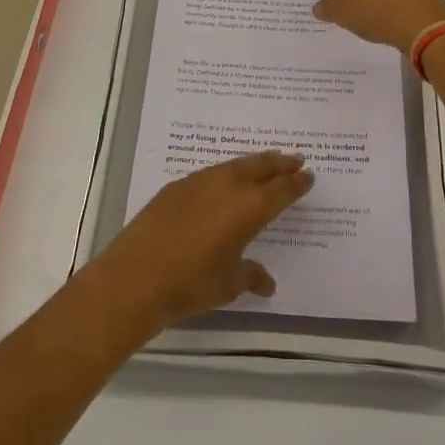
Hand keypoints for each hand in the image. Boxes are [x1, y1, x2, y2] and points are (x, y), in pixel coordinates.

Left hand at [89, 151, 313, 333]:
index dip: (297, 183)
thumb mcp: (229, 285)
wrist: (136, 276)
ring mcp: (201, 181)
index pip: (283, 189)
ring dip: (254, 164)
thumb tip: (267, 283)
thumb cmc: (191, 284)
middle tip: (295, 160)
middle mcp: (230, 186)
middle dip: (280, 164)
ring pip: (236, 165)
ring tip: (265, 163)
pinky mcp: (177, 186)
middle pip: (262, 166)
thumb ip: (251, 276)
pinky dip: (227, 172)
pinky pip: (212, 172)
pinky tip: (225, 181)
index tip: (308, 175)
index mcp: (251, 208)